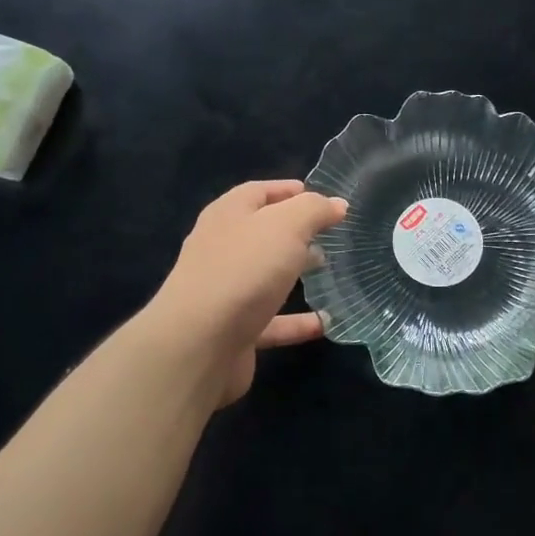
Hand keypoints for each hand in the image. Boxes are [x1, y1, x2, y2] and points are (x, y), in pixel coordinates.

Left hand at [147, 179, 347, 405]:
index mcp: (228, 215)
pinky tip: (325, 324)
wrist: (198, 345)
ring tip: (328, 269)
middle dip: (294, 231)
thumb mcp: (286, 226)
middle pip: (261, 232)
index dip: (288, 190)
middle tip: (329, 233)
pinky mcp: (233, 330)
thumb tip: (337, 204)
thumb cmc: (243, 270)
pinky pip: (272, 322)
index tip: (320, 196)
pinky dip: (297, 322)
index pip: (258, 192)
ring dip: (293, 271)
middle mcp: (221, 248)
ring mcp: (224, 291)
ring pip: (264, 275)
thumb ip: (314, 210)